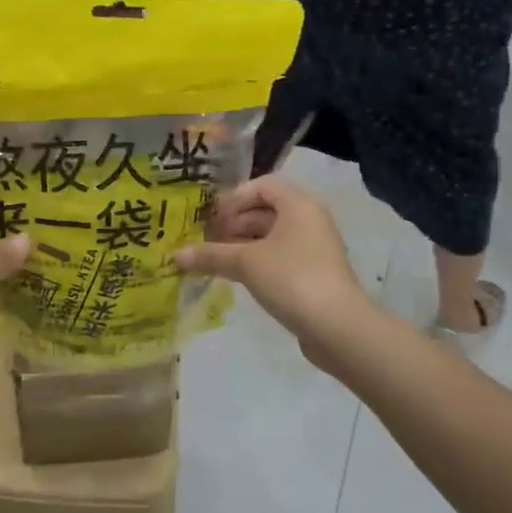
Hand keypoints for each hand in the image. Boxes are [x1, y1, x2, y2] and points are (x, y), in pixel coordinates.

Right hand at [174, 177, 367, 355]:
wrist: (337, 327)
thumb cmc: (291, 278)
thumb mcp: (245, 263)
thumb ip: (210, 255)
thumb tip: (175, 255)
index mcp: (298, 204)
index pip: (262, 185)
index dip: (234, 198)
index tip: (211, 217)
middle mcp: (309, 219)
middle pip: (265, 210)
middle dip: (234, 222)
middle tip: (206, 238)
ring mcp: (314, 247)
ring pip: (271, 235)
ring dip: (242, 243)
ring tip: (214, 258)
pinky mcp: (313, 272)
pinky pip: (279, 256)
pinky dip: (257, 260)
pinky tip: (235, 275)